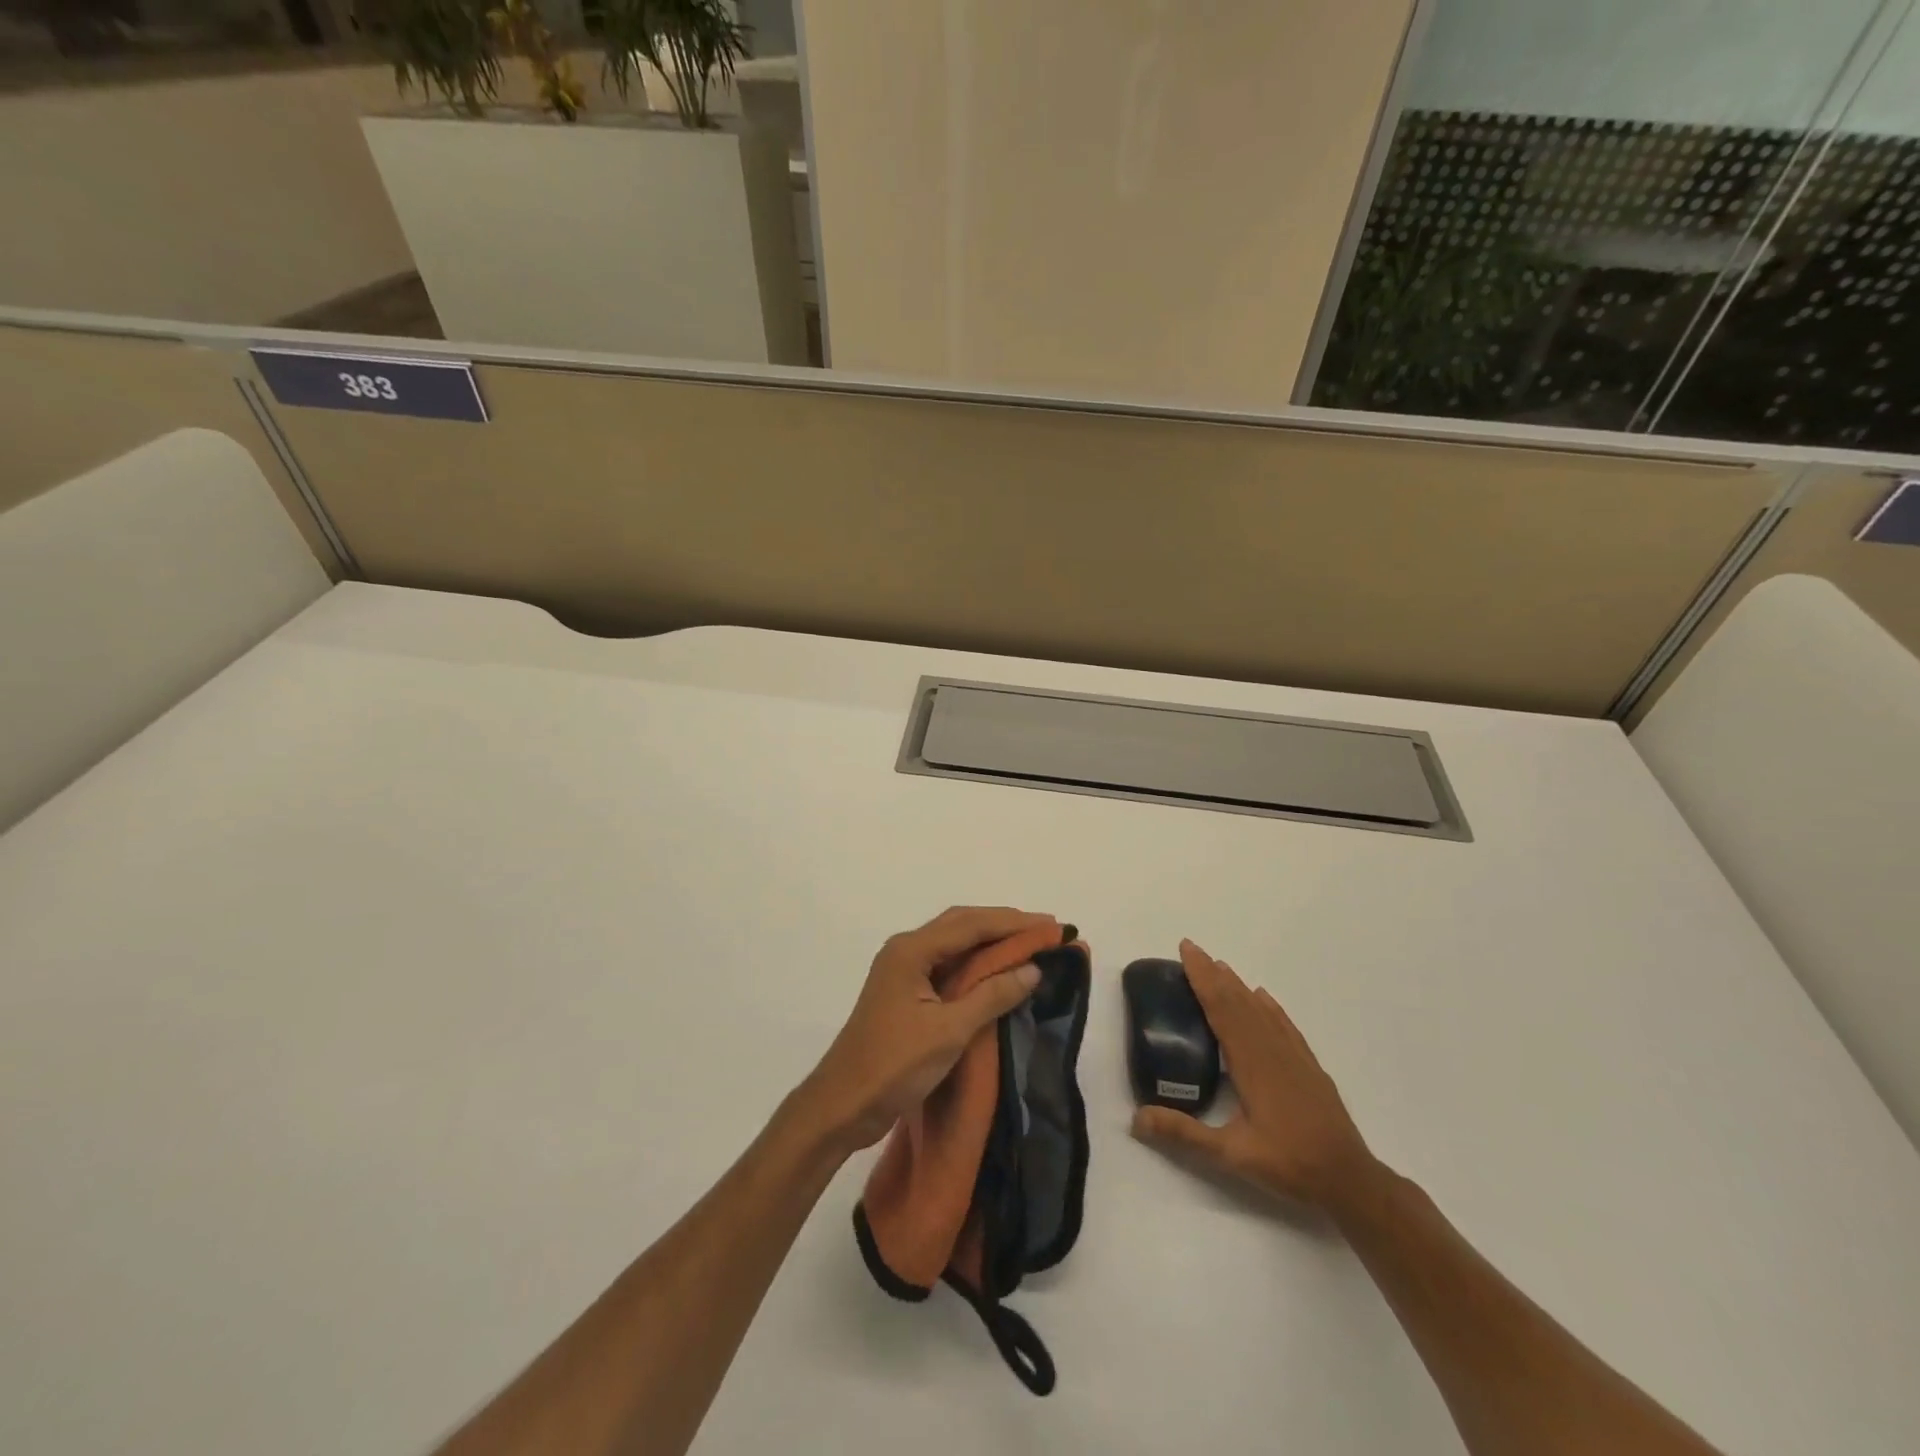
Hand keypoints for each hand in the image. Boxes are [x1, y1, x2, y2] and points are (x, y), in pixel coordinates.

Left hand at [800, 906, 1055, 1153]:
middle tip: (1044, 932)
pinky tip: (996, 973)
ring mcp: (903, 970)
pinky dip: (975, 963)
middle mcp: (905, 950)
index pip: (970, 924)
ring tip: (1028, 946)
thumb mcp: (949, 1031)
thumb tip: (1032, 969)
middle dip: (1003, 925)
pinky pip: (946, 964)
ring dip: (989, 942)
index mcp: (911, 951)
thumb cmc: (894, 1066)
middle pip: (961, 925)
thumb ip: (992, 996)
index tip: (1051, 926)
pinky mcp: (905, 992)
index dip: (1013, 923)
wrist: (842, 1105)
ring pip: (954, 943)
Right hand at [1132, 939, 1375, 1211]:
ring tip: (1220, 966)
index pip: (1221, 1008)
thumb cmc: (1290, 1163)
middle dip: (1213, 973)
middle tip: (1193, 949)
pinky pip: (1284, 1025)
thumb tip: (1136, 1118)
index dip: (1202, 978)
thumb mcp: (1231, 1155)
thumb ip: (1184, 1134)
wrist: (1350, 1180)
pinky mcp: (1308, 1067)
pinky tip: (1263, 998)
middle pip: (1238, 1001)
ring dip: (1238, 985)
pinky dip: (1270, 1006)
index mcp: (1250, 1062)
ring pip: (1261, 1009)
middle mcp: (1271, 1049)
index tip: (1186, 950)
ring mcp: (1294, 1056)